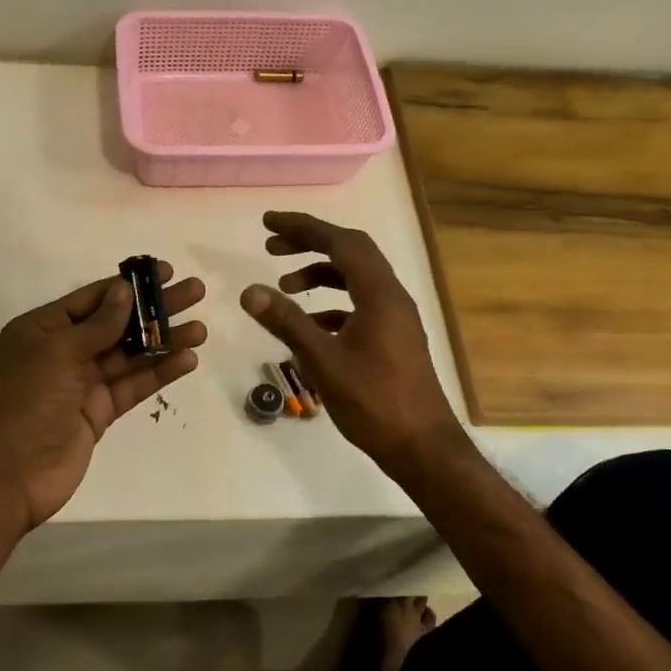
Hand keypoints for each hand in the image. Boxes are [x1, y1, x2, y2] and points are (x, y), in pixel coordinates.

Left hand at [0, 263, 205, 529]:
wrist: (7, 476)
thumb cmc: (25, 402)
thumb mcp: (58, 352)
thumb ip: (98, 324)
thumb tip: (124, 290)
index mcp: (43, 329)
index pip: (93, 299)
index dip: (129, 285)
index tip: (164, 272)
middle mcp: (63, 351)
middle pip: (117, 323)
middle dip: (154, 309)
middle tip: (194, 293)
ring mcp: (83, 383)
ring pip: (130, 355)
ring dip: (164, 341)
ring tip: (200, 329)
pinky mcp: (99, 412)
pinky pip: (133, 385)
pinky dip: (159, 372)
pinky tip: (187, 360)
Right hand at [239, 211, 461, 474]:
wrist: (422, 447)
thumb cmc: (374, 402)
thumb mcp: (323, 361)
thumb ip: (287, 322)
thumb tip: (249, 291)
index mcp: (380, 294)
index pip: (341, 243)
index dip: (303, 227)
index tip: (268, 223)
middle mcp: (392, 297)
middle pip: (350, 253)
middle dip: (310, 244)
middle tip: (271, 246)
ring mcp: (395, 318)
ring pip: (355, 280)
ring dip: (320, 275)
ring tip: (284, 286)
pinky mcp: (393, 339)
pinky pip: (359, 305)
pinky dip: (331, 304)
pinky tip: (308, 325)